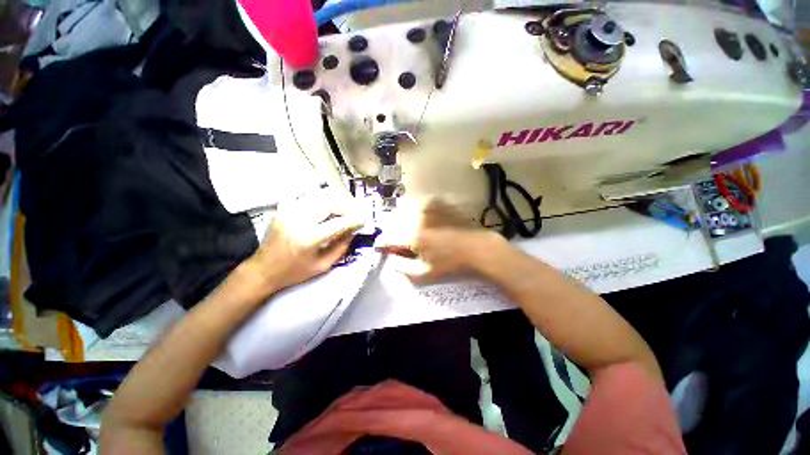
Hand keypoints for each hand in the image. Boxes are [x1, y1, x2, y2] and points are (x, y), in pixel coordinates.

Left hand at [248, 190, 363, 293]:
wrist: (263, 270)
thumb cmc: (294, 272)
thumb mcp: (323, 265)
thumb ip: (341, 247)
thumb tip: (353, 231)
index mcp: (309, 239)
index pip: (339, 223)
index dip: (354, 220)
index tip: (364, 220)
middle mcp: (299, 221)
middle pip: (330, 205)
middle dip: (346, 208)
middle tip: (354, 214)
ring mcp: (289, 212)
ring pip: (319, 198)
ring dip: (335, 203)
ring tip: (343, 211)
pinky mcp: (284, 209)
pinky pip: (308, 199)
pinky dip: (321, 202)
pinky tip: (326, 209)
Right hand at [375, 199, 504, 282]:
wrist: (478, 248)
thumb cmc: (452, 264)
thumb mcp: (425, 274)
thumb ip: (402, 268)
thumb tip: (390, 260)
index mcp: (412, 235)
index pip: (387, 237)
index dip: (381, 244)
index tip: (381, 249)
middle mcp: (417, 217)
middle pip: (394, 223)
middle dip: (393, 233)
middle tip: (399, 244)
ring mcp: (428, 207)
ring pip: (405, 213)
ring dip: (403, 223)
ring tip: (412, 234)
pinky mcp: (437, 203)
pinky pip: (419, 207)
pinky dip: (416, 215)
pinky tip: (423, 223)